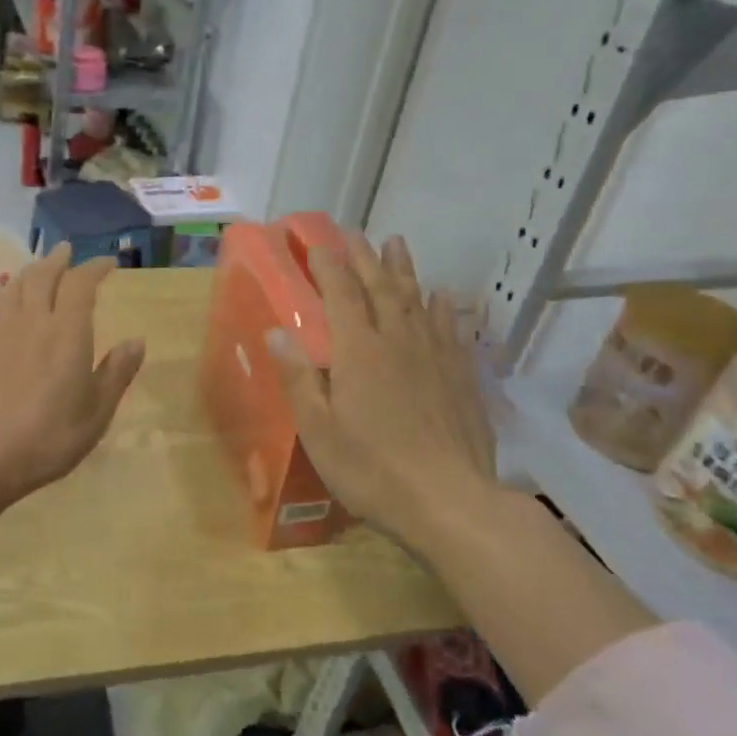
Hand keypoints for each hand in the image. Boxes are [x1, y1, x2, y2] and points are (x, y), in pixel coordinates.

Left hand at [0, 244, 145, 500]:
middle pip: (43, 276)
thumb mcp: (98, 410)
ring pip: (13, 288)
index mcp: (68, 331)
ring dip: (27, 272)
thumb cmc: (53, 434)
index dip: (94, 267)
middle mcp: (34, 320)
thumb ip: (117, 371)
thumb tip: (136, 341)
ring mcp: (0, 331)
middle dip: (57, 260)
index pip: (81, 284)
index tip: (107, 263)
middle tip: (65, 251)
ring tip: (35, 268)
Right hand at [266, 234, 498, 540]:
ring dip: (404, 269)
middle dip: (364, 257)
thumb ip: (298, 377)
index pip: (341, 294)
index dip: (327, 265)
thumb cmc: (372, 469)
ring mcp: (434, 356)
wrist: (450, 502)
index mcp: (359, 351)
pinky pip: (450, 329)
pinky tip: (443, 297)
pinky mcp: (461, 376)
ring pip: (417, 300)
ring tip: (396, 243)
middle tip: (353, 232)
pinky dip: (443, 308)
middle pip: (380, 287)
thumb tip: (275, 331)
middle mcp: (398, 341)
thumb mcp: (319, 429)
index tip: (316, 242)